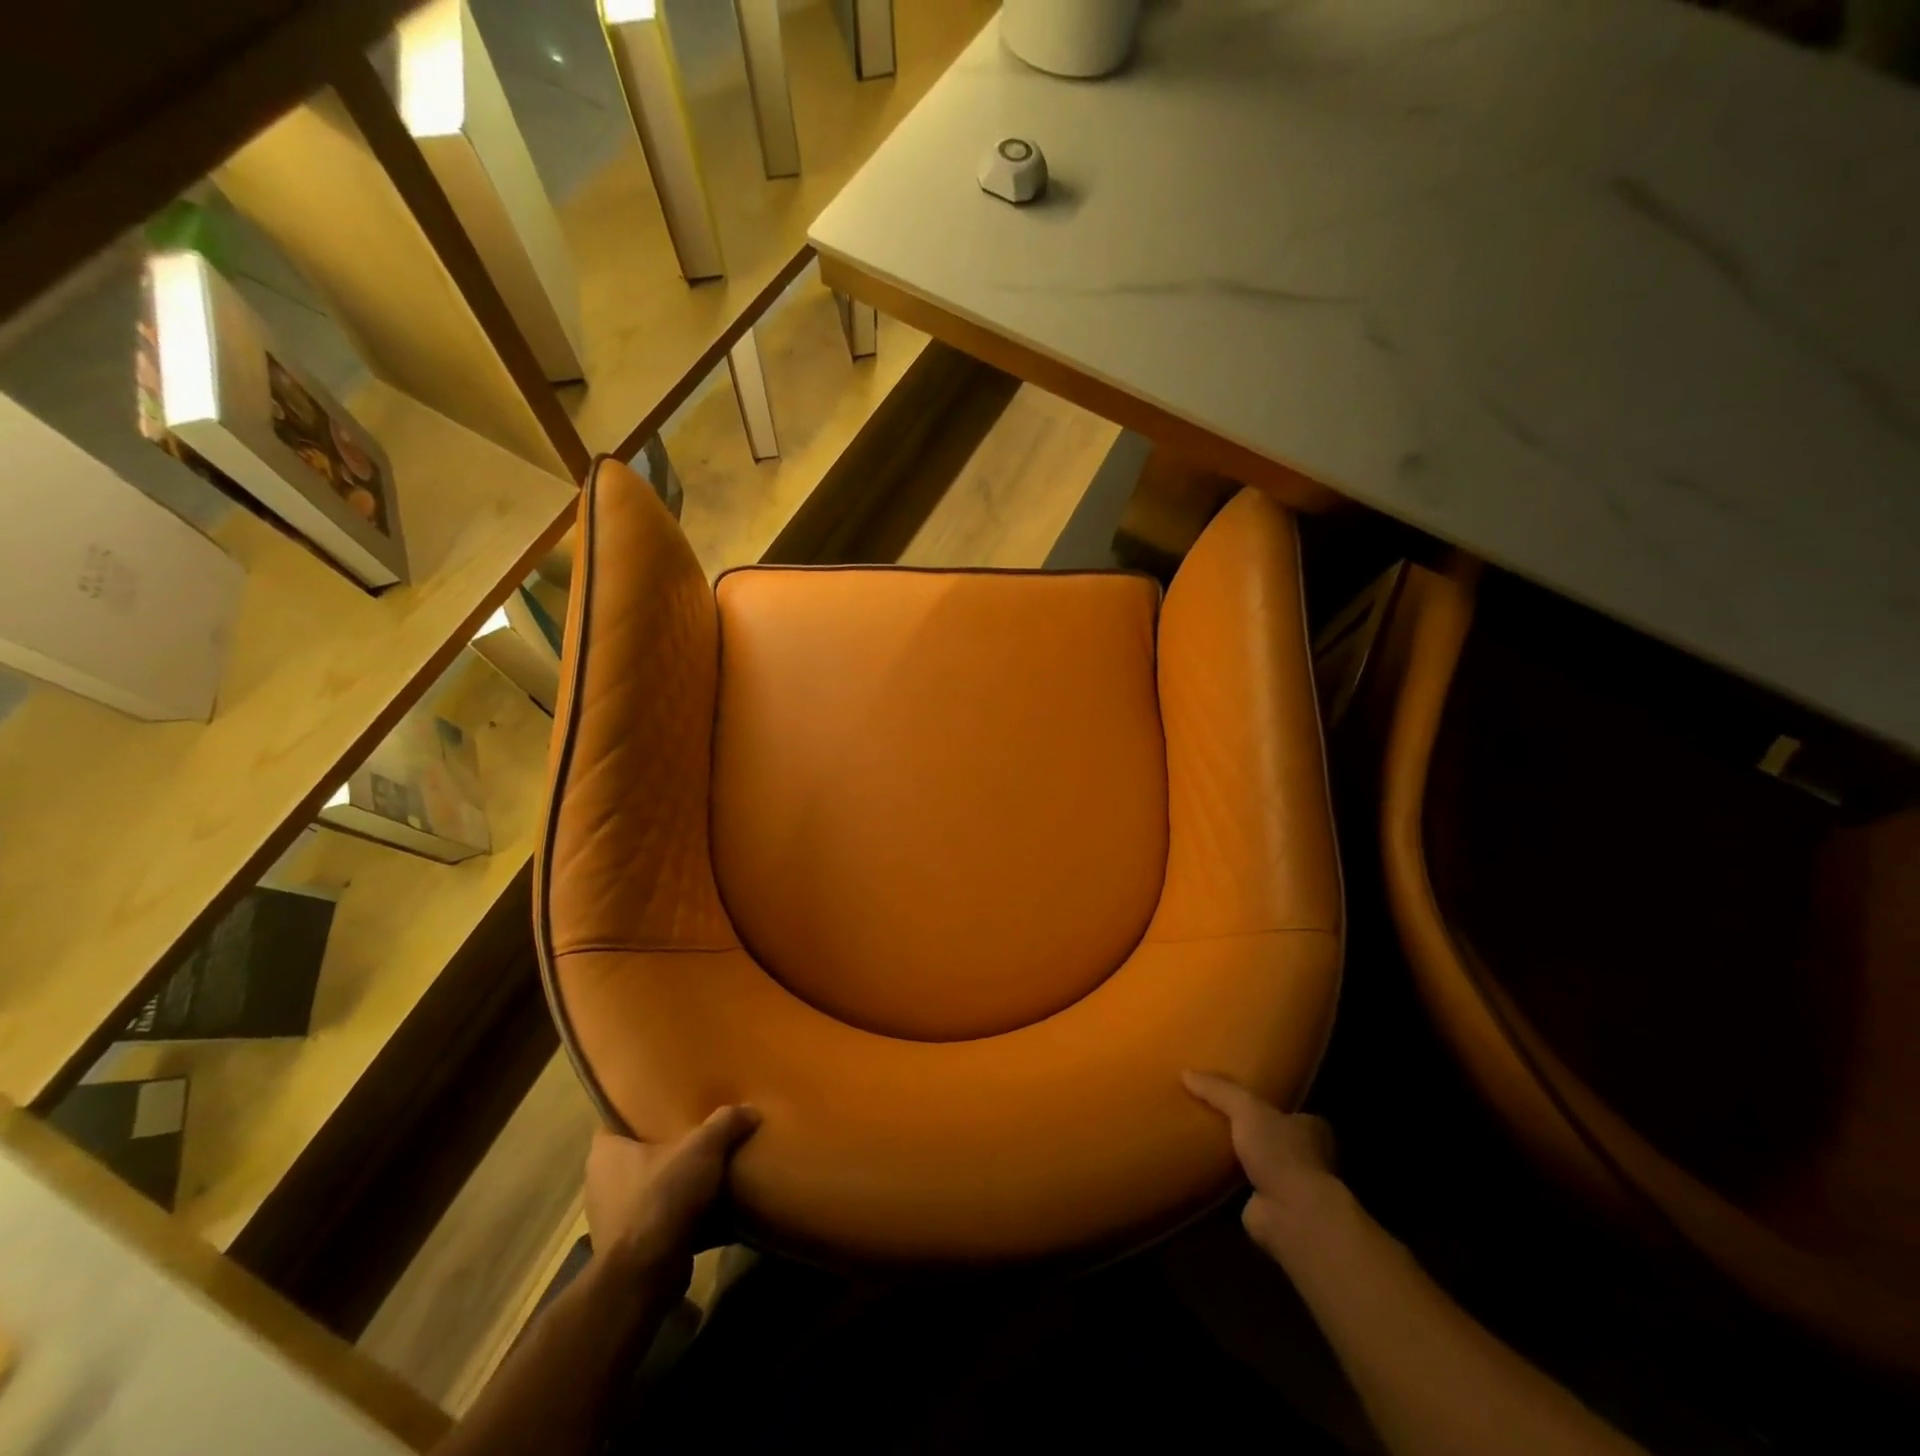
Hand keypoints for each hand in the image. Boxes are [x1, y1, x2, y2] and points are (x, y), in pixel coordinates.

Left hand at [585, 1106, 760, 1279]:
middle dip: (664, 1146)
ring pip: (646, 1187)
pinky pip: (656, 1217)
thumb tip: (750, 1109)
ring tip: (705, 1167)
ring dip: (671, 1182)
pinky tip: (704, 1205)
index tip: (669, 1102)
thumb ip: (725, 1123)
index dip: (641, 1109)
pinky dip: (676, 1212)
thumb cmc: (662, 1198)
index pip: (617, 1119)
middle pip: (636, 1153)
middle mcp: (600, 1183)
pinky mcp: (629, 1247)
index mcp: (605, 1153)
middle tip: (696, 1130)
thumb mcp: (702, 1149)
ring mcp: (612, 1218)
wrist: (646, 1276)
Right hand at [1184, 1071, 1339, 1256]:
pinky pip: (1245, 1189)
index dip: (1272, 1104)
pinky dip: (1230, 1184)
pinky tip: (1207, 1173)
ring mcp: (1291, 1186)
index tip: (1246, 1098)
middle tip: (1218, 1118)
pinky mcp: (1273, 1209)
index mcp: (1311, 1129)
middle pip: (1276, 1138)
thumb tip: (1186, 1073)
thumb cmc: (1280, 1153)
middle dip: (1254, 1132)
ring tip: (1207, 1143)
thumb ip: (1219, 1090)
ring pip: (1262, 1165)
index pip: (1293, 1112)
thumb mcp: (1246, 1108)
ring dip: (1241, 1160)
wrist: (1291, 1215)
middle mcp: (1307, 1157)